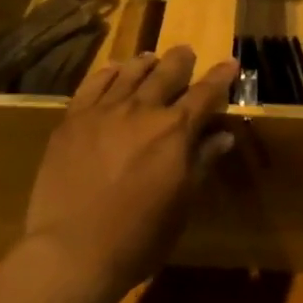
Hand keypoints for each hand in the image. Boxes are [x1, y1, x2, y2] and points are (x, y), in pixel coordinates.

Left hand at [24, 46, 238, 299]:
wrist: (72, 251)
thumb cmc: (138, 237)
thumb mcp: (182, 204)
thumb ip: (201, 163)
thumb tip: (222, 136)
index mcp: (175, 131)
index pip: (205, 94)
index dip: (220, 77)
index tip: (230, 63)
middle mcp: (142, 111)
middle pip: (166, 74)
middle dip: (180, 61)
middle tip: (186, 52)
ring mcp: (103, 111)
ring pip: (129, 73)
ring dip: (145, 63)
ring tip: (151, 58)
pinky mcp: (72, 120)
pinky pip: (93, 84)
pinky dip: (108, 73)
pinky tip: (113, 71)